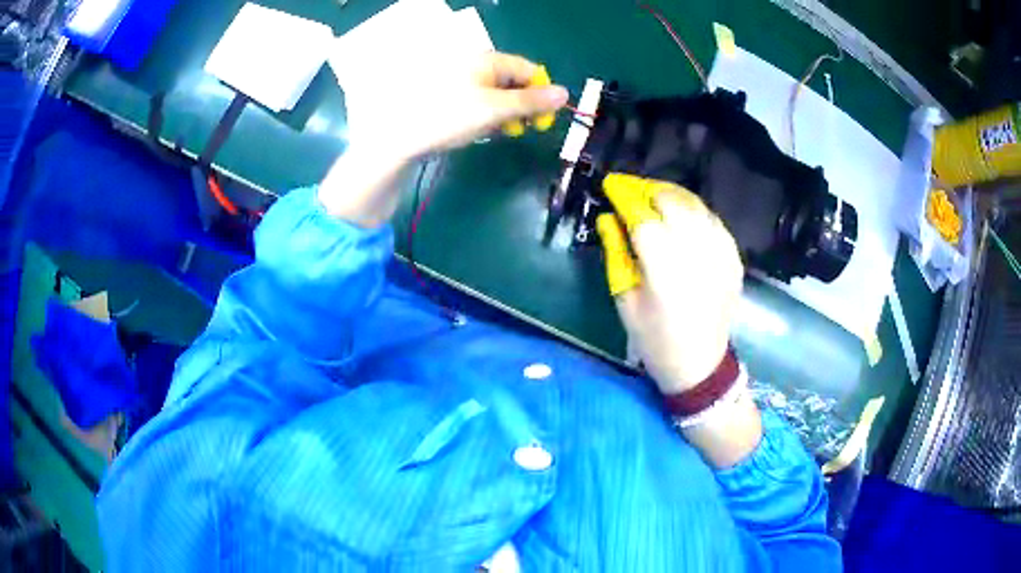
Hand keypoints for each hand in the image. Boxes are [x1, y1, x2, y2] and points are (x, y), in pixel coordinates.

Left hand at [320, 52, 567, 227]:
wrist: (400, 139)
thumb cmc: (450, 117)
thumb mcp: (496, 110)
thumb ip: (531, 101)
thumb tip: (564, 93)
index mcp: (487, 60)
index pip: (528, 70)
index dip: (541, 93)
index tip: (543, 120)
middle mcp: (475, 66)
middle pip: (513, 82)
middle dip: (523, 106)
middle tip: (520, 130)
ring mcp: (461, 82)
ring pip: (497, 95)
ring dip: (506, 115)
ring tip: (498, 133)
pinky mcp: (450, 99)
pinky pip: (480, 103)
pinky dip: (487, 117)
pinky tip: (480, 131)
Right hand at [596, 174, 743, 393]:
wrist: (700, 364)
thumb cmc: (654, 338)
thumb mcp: (625, 301)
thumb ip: (616, 254)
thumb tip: (608, 218)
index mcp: (663, 271)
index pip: (642, 217)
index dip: (625, 195)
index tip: (611, 184)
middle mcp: (696, 255)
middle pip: (672, 202)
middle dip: (649, 190)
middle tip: (633, 193)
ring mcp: (720, 255)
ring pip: (696, 206)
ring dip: (673, 196)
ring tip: (656, 198)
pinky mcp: (734, 259)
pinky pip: (714, 221)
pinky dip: (696, 212)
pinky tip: (684, 217)